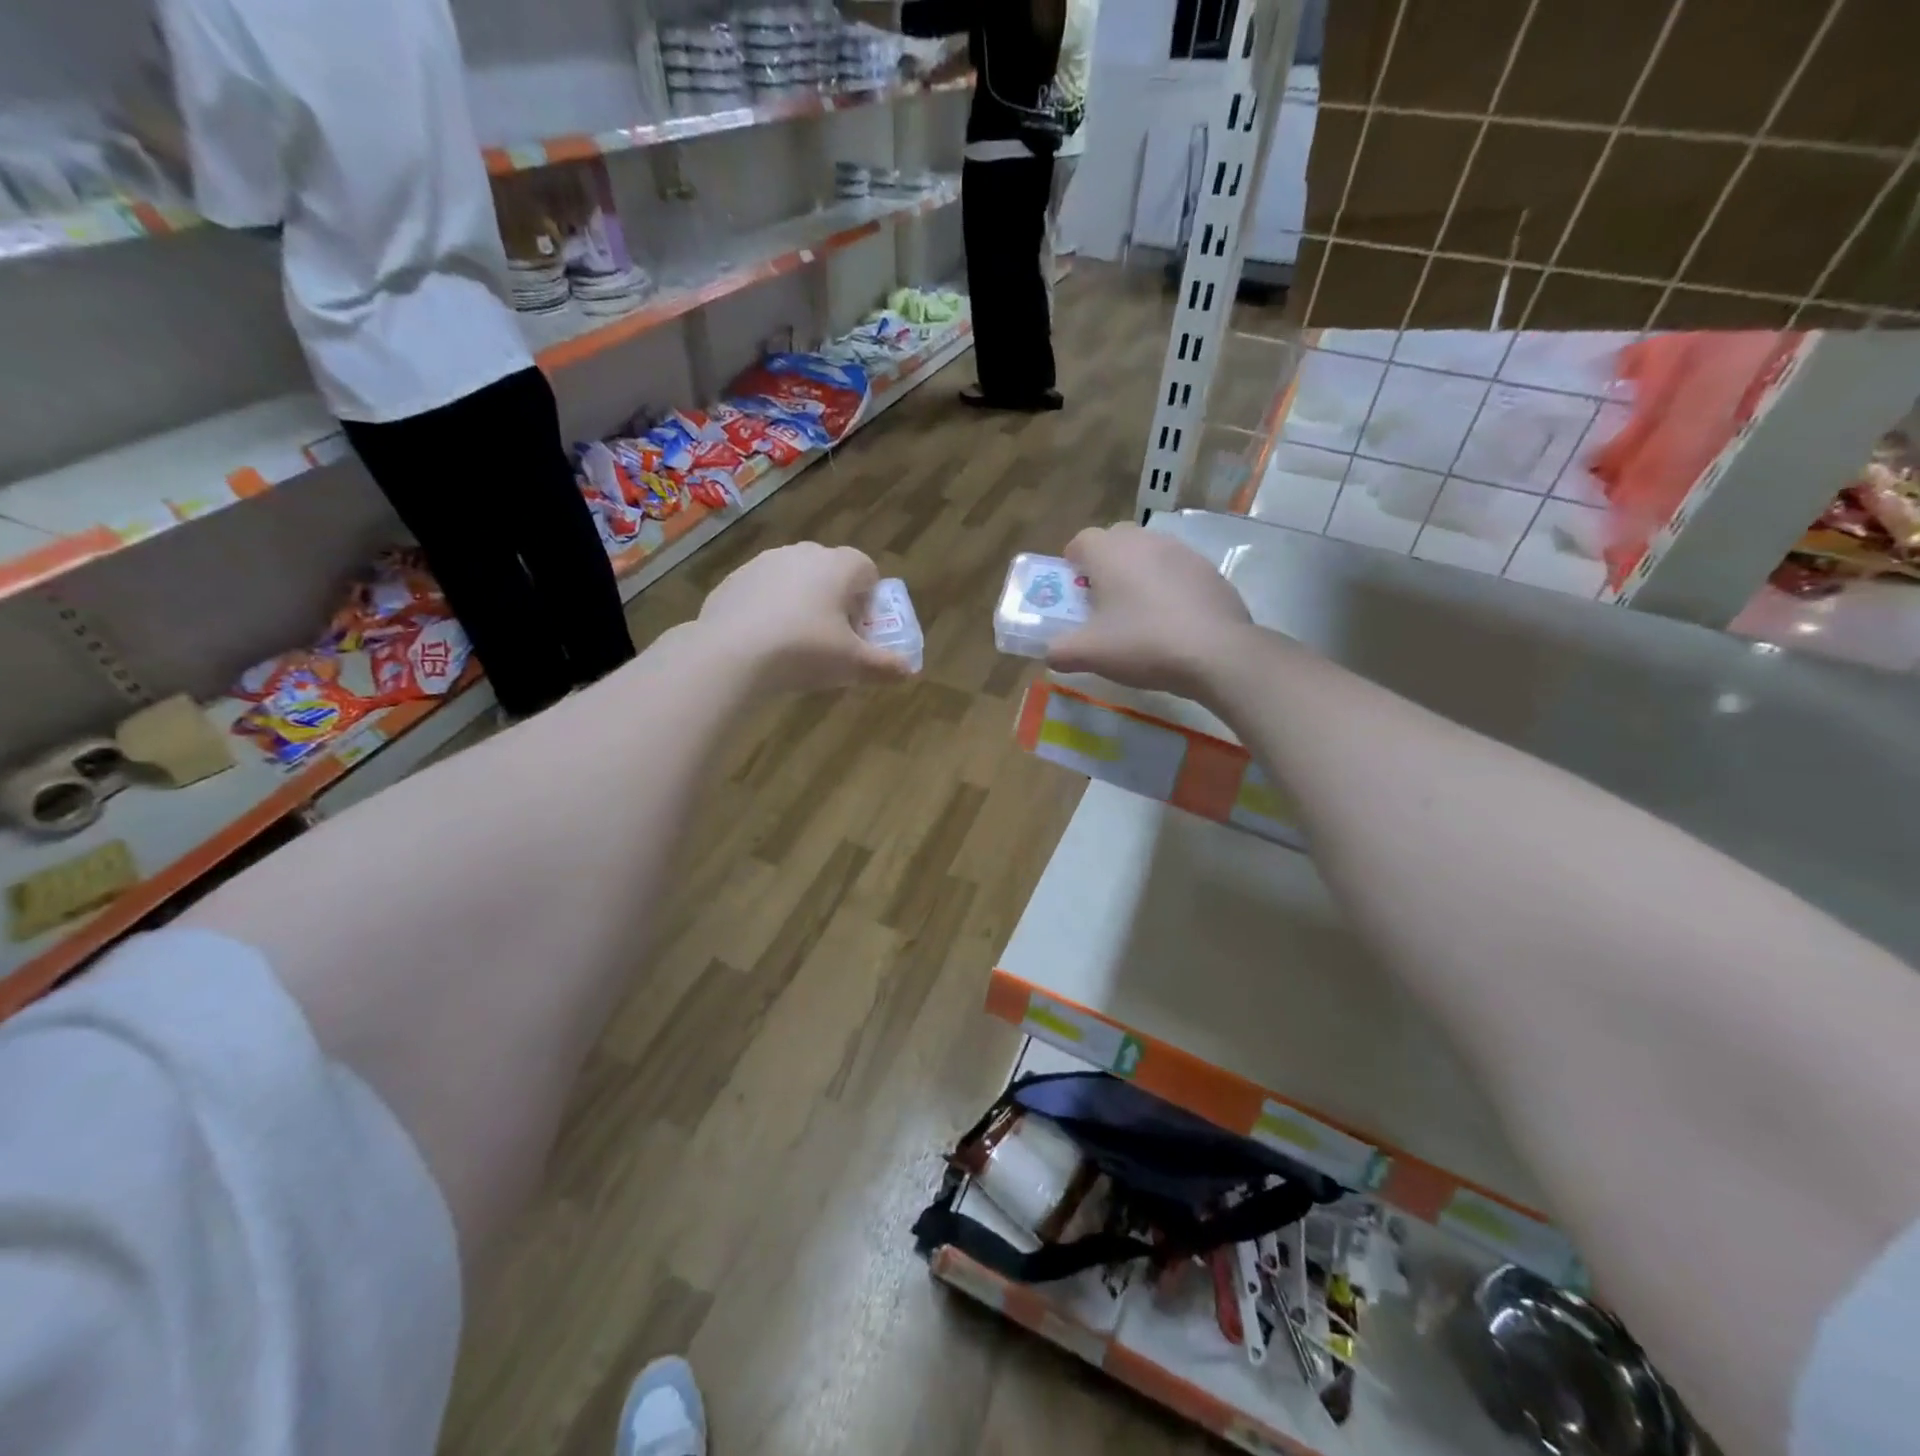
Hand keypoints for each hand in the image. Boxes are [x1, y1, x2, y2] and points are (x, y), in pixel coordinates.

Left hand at [698, 542, 913, 692]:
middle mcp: (802, 554)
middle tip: (832, 638)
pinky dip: (768, 610)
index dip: (869, 599)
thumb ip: (885, 666)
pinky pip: (762, 592)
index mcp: (837, 566)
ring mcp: (763, 563)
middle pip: (830, 571)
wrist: (731, 655)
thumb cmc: (805, 651)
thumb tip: (909, 671)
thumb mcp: (853, 666)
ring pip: (794, 579)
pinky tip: (763, 642)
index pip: (866, 568)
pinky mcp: (733, 580)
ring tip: (795, 643)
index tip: (861, 629)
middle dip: (835, 599)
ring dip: (801, 602)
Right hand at [1046, 523, 1252, 693]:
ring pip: (1149, 554)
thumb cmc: (1142, 644)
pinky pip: (1178, 571)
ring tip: (1139, 613)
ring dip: (1139, 574)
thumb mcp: (1089, 654)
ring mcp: (1182, 552)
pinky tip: (1173, 622)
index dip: (1072, 564)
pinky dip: (1169, 588)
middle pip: (1116, 541)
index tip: (1074, 592)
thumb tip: (1050, 652)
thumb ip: (1059, 651)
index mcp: (1110, 552)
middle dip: (1106, 565)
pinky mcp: (1210, 571)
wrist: (1216, 653)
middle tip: (1104, 602)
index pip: (1081, 541)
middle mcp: (1145, 541)